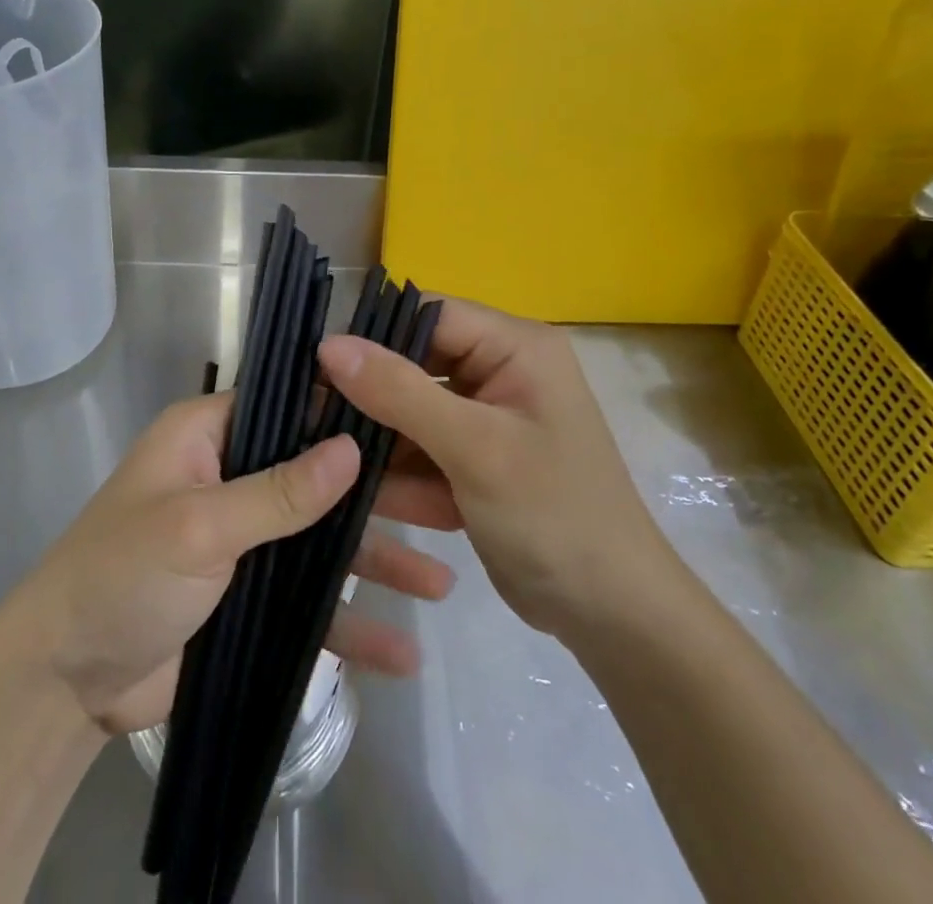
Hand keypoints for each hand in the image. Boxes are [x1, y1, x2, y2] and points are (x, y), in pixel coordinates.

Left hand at [3, 391, 455, 735]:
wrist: (65, 684)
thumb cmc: (121, 577)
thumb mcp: (200, 527)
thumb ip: (278, 492)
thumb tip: (351, 446)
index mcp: (208, 436)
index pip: (288, 405)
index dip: (345, 411)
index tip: (413, 420)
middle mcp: (231, 476)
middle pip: (317, 475)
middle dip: (379, 494)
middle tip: (449, 504)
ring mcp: (244, 538)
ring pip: (322, 539)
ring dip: (376, 560)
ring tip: (444, 581)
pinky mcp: (249, 596)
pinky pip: (308, 600)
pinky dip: (350, 622)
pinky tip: (402, 649)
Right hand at [320, 299, 679, 639]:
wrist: (615, 618)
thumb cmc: (554, 516)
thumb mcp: (474, 448)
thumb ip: (400, 392)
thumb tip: (329, 344)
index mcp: (516, 347)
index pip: (429, 315)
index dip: (374, 335)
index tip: (319, 366)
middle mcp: (502, 370)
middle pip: (415, 362)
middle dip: (372, 397)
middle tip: (316, 421)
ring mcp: (489, 417)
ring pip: (412, 409)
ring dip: (382, 442)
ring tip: (338, 468)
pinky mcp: (478, 457)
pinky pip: (424, 447)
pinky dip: (403, 473)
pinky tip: (378, 501)